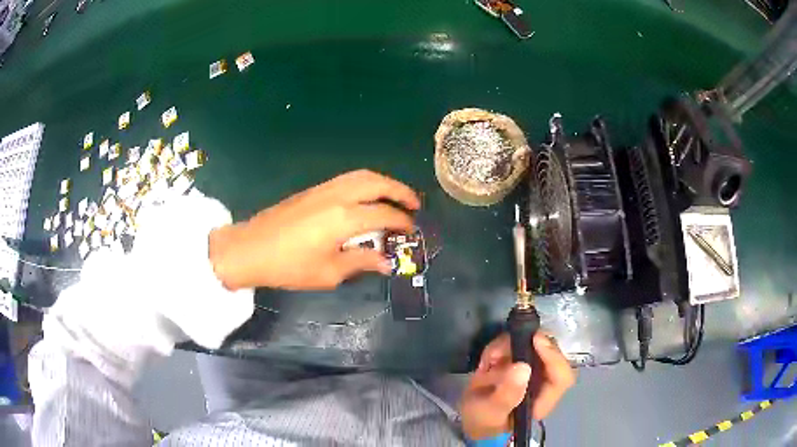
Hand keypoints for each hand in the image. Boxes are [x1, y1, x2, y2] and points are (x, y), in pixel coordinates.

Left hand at [208, 170, 419, 290]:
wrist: (250, 249)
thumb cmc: (289, 266)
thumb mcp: (328, 272)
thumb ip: (360, 263)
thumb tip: (385, 262)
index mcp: (344, 218)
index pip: (384, 214)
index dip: (402, 222)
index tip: (412, 230)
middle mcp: (337, 196)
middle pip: (377, 183)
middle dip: (400, 191)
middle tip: (414, 204)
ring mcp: (323, 189)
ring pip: (361, 175)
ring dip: (383, 183)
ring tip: (394, 197)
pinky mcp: (313, 190)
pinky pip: (347, 179)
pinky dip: (365, 183)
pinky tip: (366, 198)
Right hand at [459, 332, 575, 439]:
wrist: (470, 417)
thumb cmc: (483, 420)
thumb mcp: (490, 413)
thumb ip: (506, 394)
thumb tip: (523, 367)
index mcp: (543, 401)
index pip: (562, 377)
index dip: (554, 357)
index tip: (535, 340)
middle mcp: (544, 383)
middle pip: (551, 354)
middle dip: (527, 345)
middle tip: (501, 348)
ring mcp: (534, 370)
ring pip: (535, 344)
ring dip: (509, 346)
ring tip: (489, 359)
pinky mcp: (522, 361)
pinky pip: (520, 343)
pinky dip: (501, 346)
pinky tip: (487, 361)